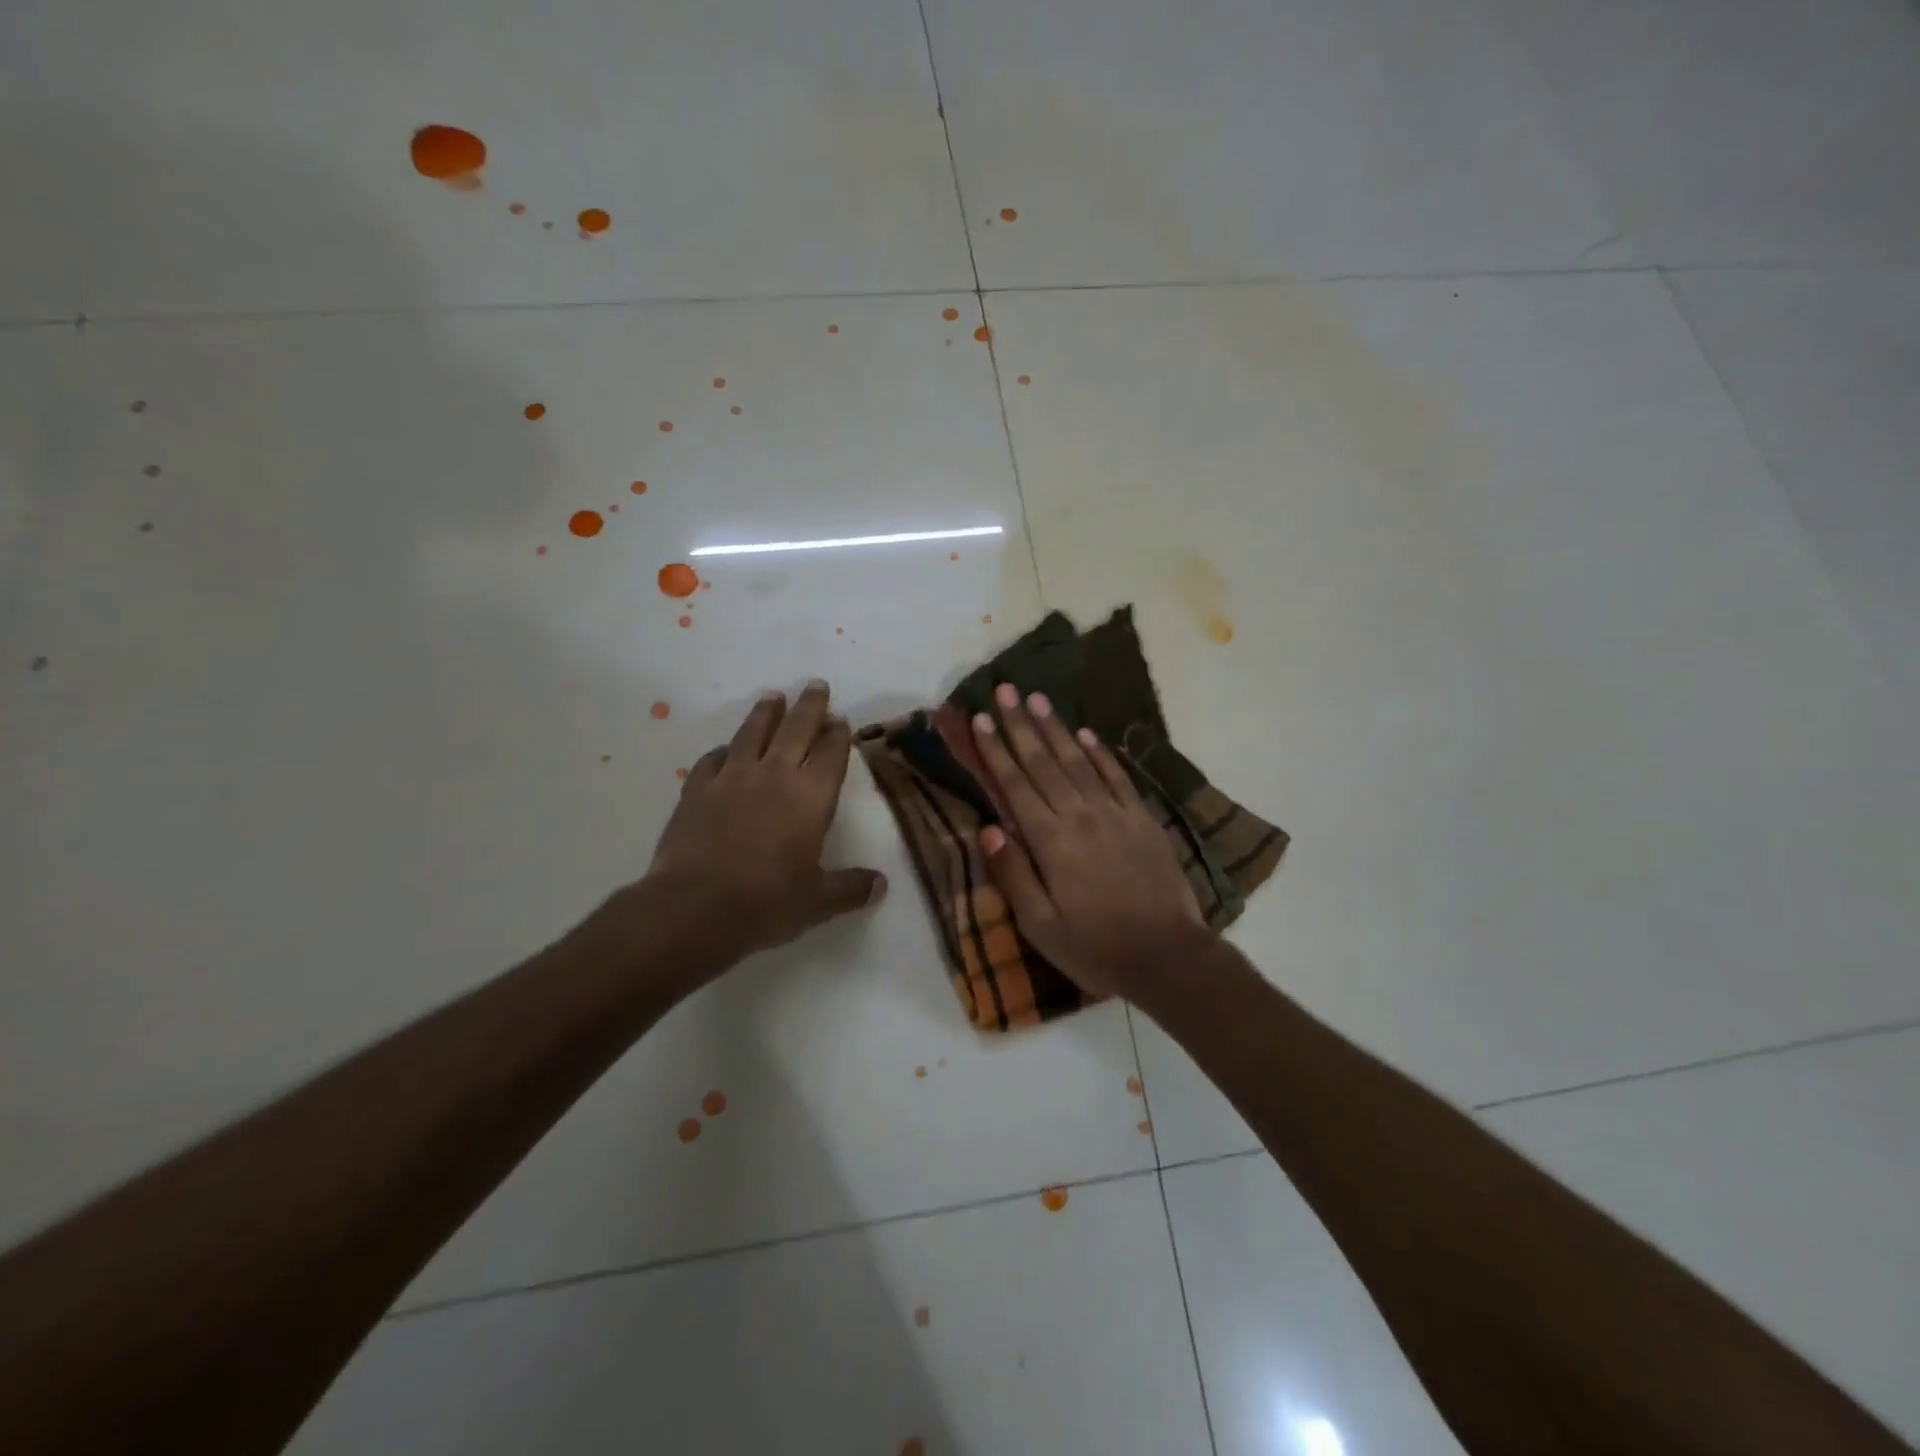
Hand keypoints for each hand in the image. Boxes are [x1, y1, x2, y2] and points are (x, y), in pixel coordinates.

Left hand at [598, 681, 885, 976]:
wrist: (695, 908)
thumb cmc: (767, 902)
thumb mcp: (819, 902)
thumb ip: (851, 888)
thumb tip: (881, 885)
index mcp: (811, 797)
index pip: (831, 753)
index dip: (838, 734)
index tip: (841, 719)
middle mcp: (774, 776)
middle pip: (796, 729)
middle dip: (809, 706)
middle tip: (816, 684)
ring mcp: (732, 778)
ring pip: (753, 733)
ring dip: (766, 713)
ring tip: (773, 697)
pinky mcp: (697, 790)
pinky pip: (713, 759)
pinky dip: (724, 750)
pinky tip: (726, 749)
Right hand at [970, 683, 1206, 997]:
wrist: (1168, 956)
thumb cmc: (1095, 947)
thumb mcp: (1040, 925)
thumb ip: (1013, 873)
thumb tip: (987, 828)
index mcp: (1050, 841)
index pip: (1015, 785)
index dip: (996, 750)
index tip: (981, 719)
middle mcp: (1080, 816)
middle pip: (1044, 762)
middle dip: (1021, 725)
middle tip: (1006, 689)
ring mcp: (1115, 814)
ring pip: (1079, 761)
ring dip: (1056, 728)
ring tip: (1038, 699)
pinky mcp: (1142, 820)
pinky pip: (1117, 777)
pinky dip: (1100, 753)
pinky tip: (1087, 734)